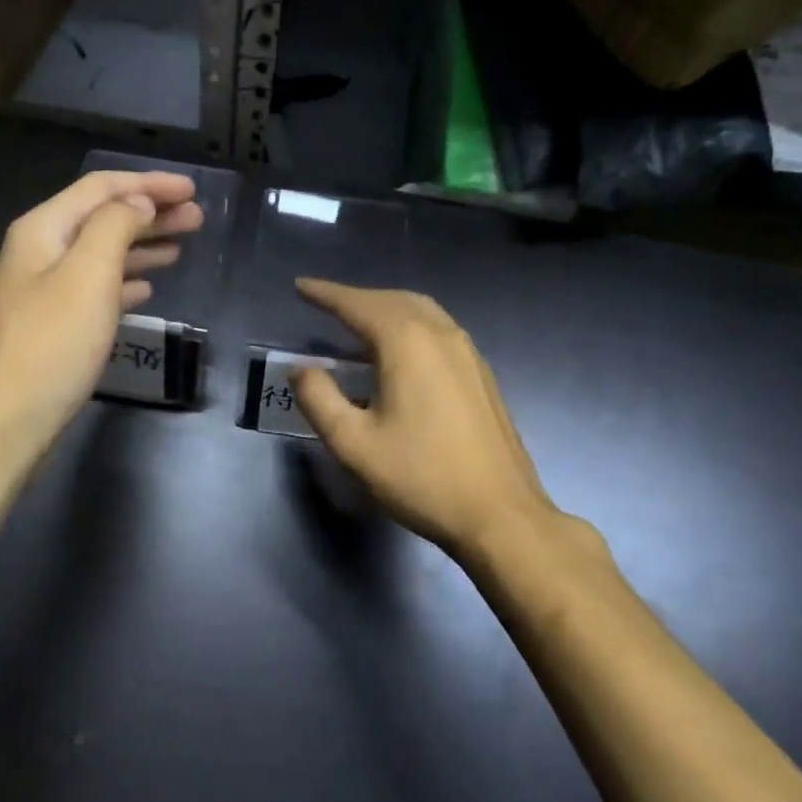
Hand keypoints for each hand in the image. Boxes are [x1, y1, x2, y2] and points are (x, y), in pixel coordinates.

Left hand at [0, 170, 203, 447]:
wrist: (3, 421)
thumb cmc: (51, 343)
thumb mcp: (87, 275)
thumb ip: (115, 227)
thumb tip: (138, 201)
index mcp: (43, 229)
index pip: (101, 188)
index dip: (148, 184)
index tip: (192, 189)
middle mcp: (41, 252)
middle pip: (102, 218)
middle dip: (151, 213)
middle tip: (198, 218)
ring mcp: (44, 290)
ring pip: (102, 254)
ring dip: (142, 245)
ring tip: (182, 246)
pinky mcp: (53, 325)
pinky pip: (96, 289)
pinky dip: (124, 282)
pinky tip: (146, 289)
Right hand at [292, 280, 564, 557]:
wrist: (501, 515)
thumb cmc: (421, 477)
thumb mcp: (354, 444)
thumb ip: (319, 399)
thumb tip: (302, 369)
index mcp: (407, 342)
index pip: (357, 305)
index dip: (325, 294)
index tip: (300, 286)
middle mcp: (440, 334)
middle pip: (391, 299)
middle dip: (355, 297)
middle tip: (324, 303)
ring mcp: (467, 351)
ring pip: (420, 310)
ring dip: (384, 307)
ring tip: (357, 321)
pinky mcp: (480, 372)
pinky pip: (438, 329)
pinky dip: (408, 324)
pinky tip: (399, 351)